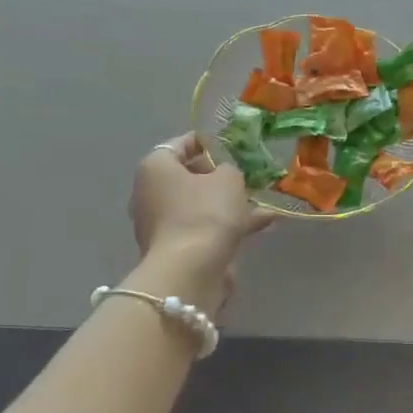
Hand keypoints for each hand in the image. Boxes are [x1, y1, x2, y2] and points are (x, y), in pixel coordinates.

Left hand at [130, 134, 272, 267]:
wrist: (190, 271)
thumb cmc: (206, 212)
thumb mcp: (228, 179)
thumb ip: (228, 169)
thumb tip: (223, 176)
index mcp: (156, 167)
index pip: (180, 144)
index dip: (207, 142)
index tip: (230, 146)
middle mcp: (150, 192)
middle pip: (188, 176)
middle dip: (219, 177)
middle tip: (246, 175)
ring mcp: (160, 223)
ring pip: (198, 205)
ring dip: (227, 203)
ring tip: (262, 202)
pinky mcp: (173, 248)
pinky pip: (202, 227)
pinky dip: (227, 225)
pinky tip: (262, 224)